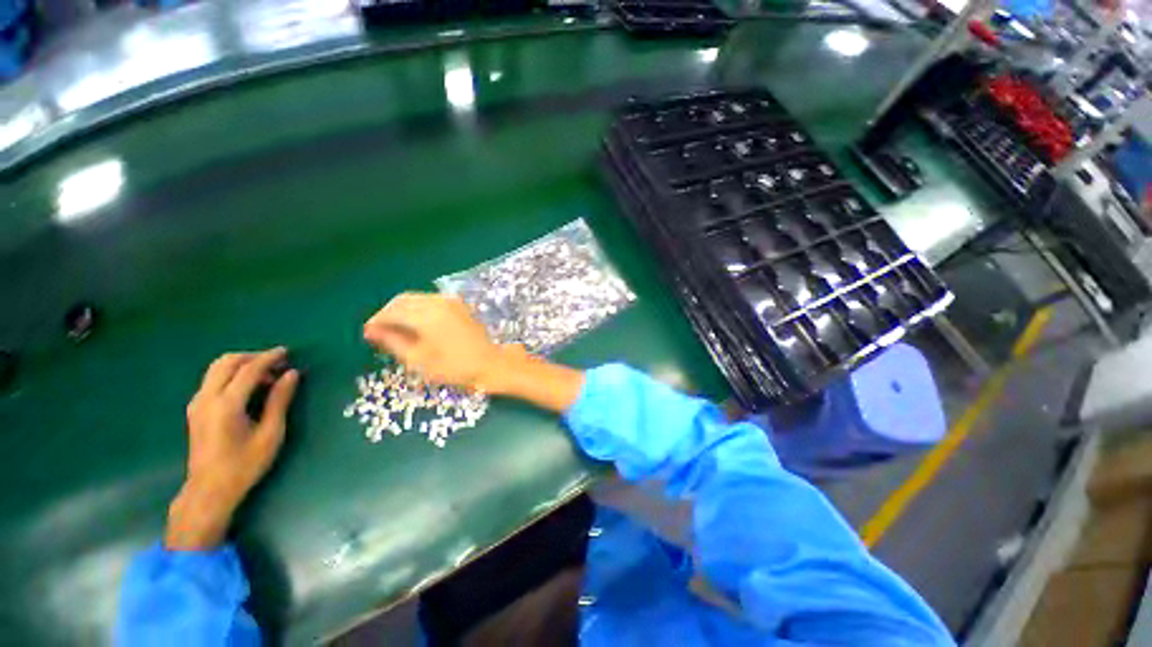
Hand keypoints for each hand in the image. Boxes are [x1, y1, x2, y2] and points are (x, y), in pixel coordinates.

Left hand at [166, 348, 299, 549]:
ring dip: (242, 365)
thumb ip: (279, 400)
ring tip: (266, 376)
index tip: (287, 352)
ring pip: (216, 368)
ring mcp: (197, 403)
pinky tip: (249, 388)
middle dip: (253, 357)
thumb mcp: (270, 434)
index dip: (269, 358)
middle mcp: (207, 398)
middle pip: (227, 362)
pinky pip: (213, 380)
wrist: (209, 490)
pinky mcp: (195, 409)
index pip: (248, 370)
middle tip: (277, 363)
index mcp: (226, 405)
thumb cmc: (245, 464)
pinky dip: (232, 375)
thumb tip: (292, 374)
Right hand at [363, 292, 583, 411]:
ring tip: (396, 329)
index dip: (376, 321)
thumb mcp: (419, 360)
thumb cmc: (455, 367)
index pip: (391, 311)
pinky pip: (430, 300)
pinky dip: (417, 308)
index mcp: (426, 315)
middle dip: (387, 313)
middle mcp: (437, 302)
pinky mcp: (459, 305)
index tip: (367, 333)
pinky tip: (415, 324)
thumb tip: (372, 330)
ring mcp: (450, 301)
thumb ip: (393, 342)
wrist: (491, 363)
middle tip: (379, 331)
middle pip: (402, 300)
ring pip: (416, 298)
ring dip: (402, 310)